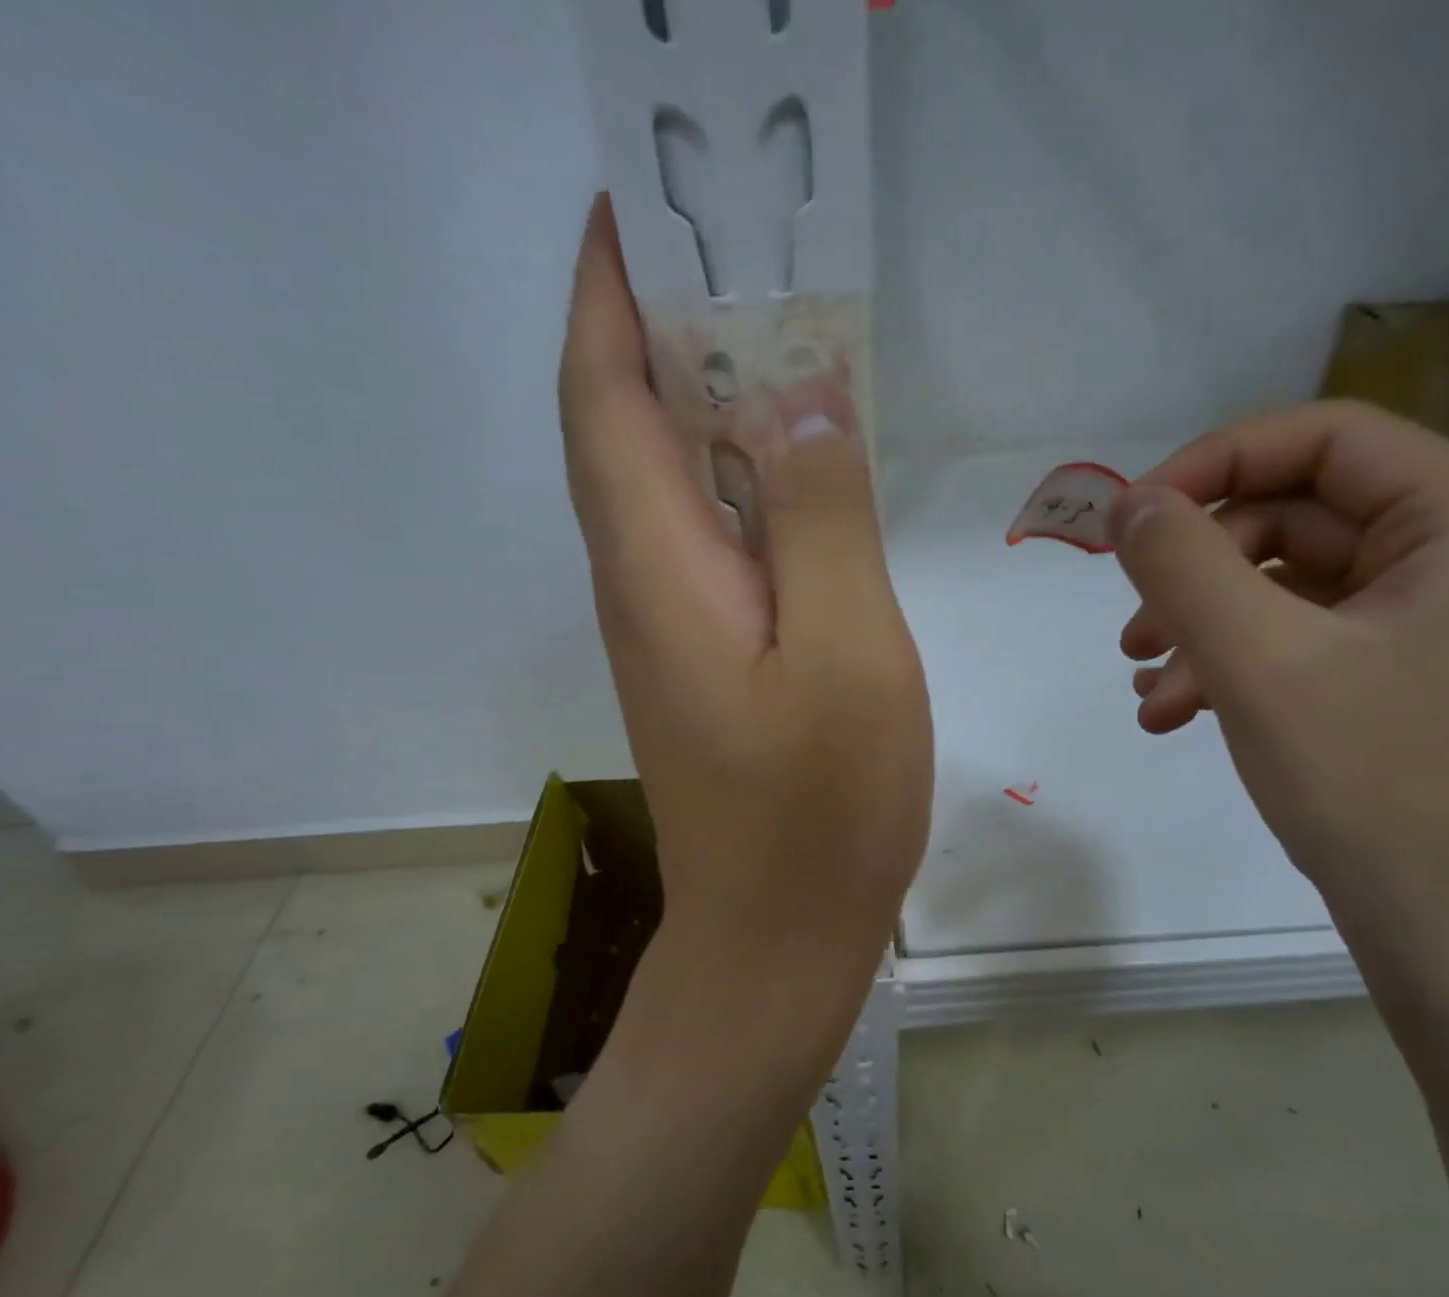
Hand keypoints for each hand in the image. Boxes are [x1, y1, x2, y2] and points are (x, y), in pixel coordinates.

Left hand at [558, 197, 930, 1066]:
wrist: (776, 937)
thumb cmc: (819, 808)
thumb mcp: (846, 650)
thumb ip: (822, 517)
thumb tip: (799, 397)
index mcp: (658, 567)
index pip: (602, 395)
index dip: (607, 294)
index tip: (637, 208)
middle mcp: (641, 585)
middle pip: (622, 429)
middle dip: (655, 328)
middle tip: (732, 254)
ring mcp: (669, 629)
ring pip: (665, 486)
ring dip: (697, 402)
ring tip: (769, 335)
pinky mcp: (702, 661)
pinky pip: (705, 541)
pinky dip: (735, 481)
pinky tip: (792, 470)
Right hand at [1112, 402, 1448, 977]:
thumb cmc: (1373, 785)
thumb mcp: (1259, 663)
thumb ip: (1183, 566)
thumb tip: (1126, 503)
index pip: (1324, 437)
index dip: (1212, 463)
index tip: (1129, 519)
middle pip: (1294, 517)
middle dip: (1198, 572)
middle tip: (1132, 628)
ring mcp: (1428, 619)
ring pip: (1282, 586)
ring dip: (1201, 627)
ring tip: (1146, 687)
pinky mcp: (1396, 674)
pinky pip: (1295, 639)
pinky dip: (1228, 665)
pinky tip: (1174, 712)